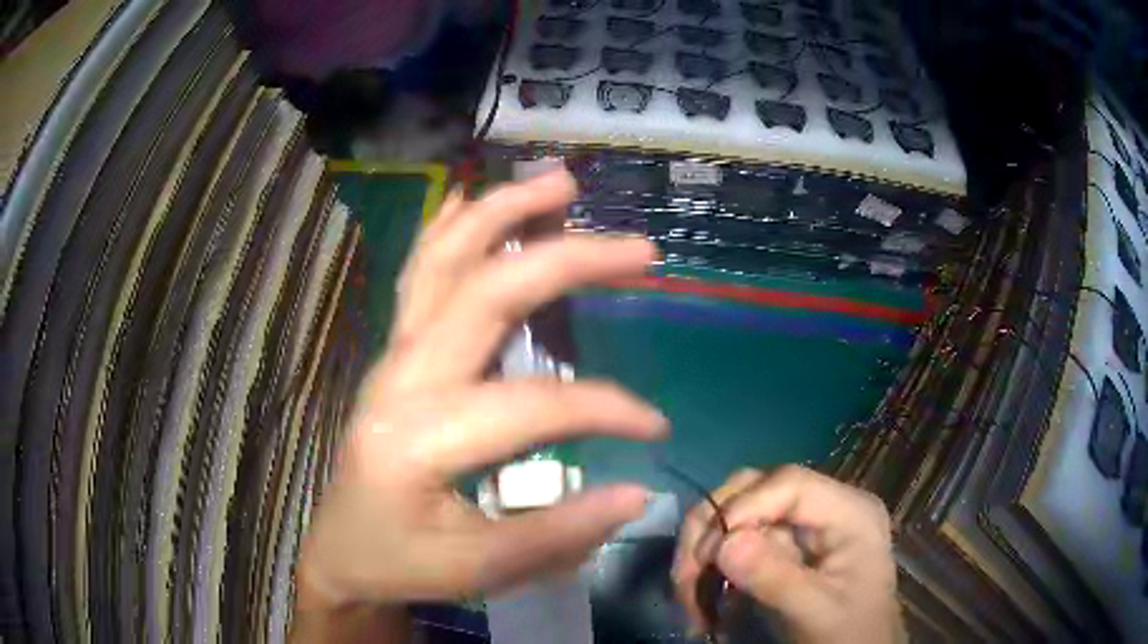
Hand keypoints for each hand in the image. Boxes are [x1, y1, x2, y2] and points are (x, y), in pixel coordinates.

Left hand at [296, 169, 666, 612]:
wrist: (341, 549)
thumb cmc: (401, 563)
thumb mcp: (478, 570)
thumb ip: (556, 534)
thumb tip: (638, 492)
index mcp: (416, 439)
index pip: (530, 406)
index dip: (604, 409)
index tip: (656, 425)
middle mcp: (399, 379)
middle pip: (485, 294)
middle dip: (567, 261)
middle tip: (638, 248)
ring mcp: (391, 356)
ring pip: (444, 261)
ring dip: (503, 213)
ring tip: (560, 183)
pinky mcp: (394, 353)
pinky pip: (419, 273)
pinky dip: (450, 228)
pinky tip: (472, 196)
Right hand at [672, 466, 902, 643]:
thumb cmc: (849, 634)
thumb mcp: (817, 613)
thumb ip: (777, 579)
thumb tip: (724, 544)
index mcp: (849, 512)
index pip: (790, 484)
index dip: (743, 507)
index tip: (708, 554)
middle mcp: (825, 507)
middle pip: (756, 489)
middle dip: (713, 528)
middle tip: (686, 574)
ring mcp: (802, 526)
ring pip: (738, 512)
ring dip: (703, 549)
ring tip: (687, 593)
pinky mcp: (784, 546)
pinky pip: (737, 541)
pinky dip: (711, 566)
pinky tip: (702, 596)